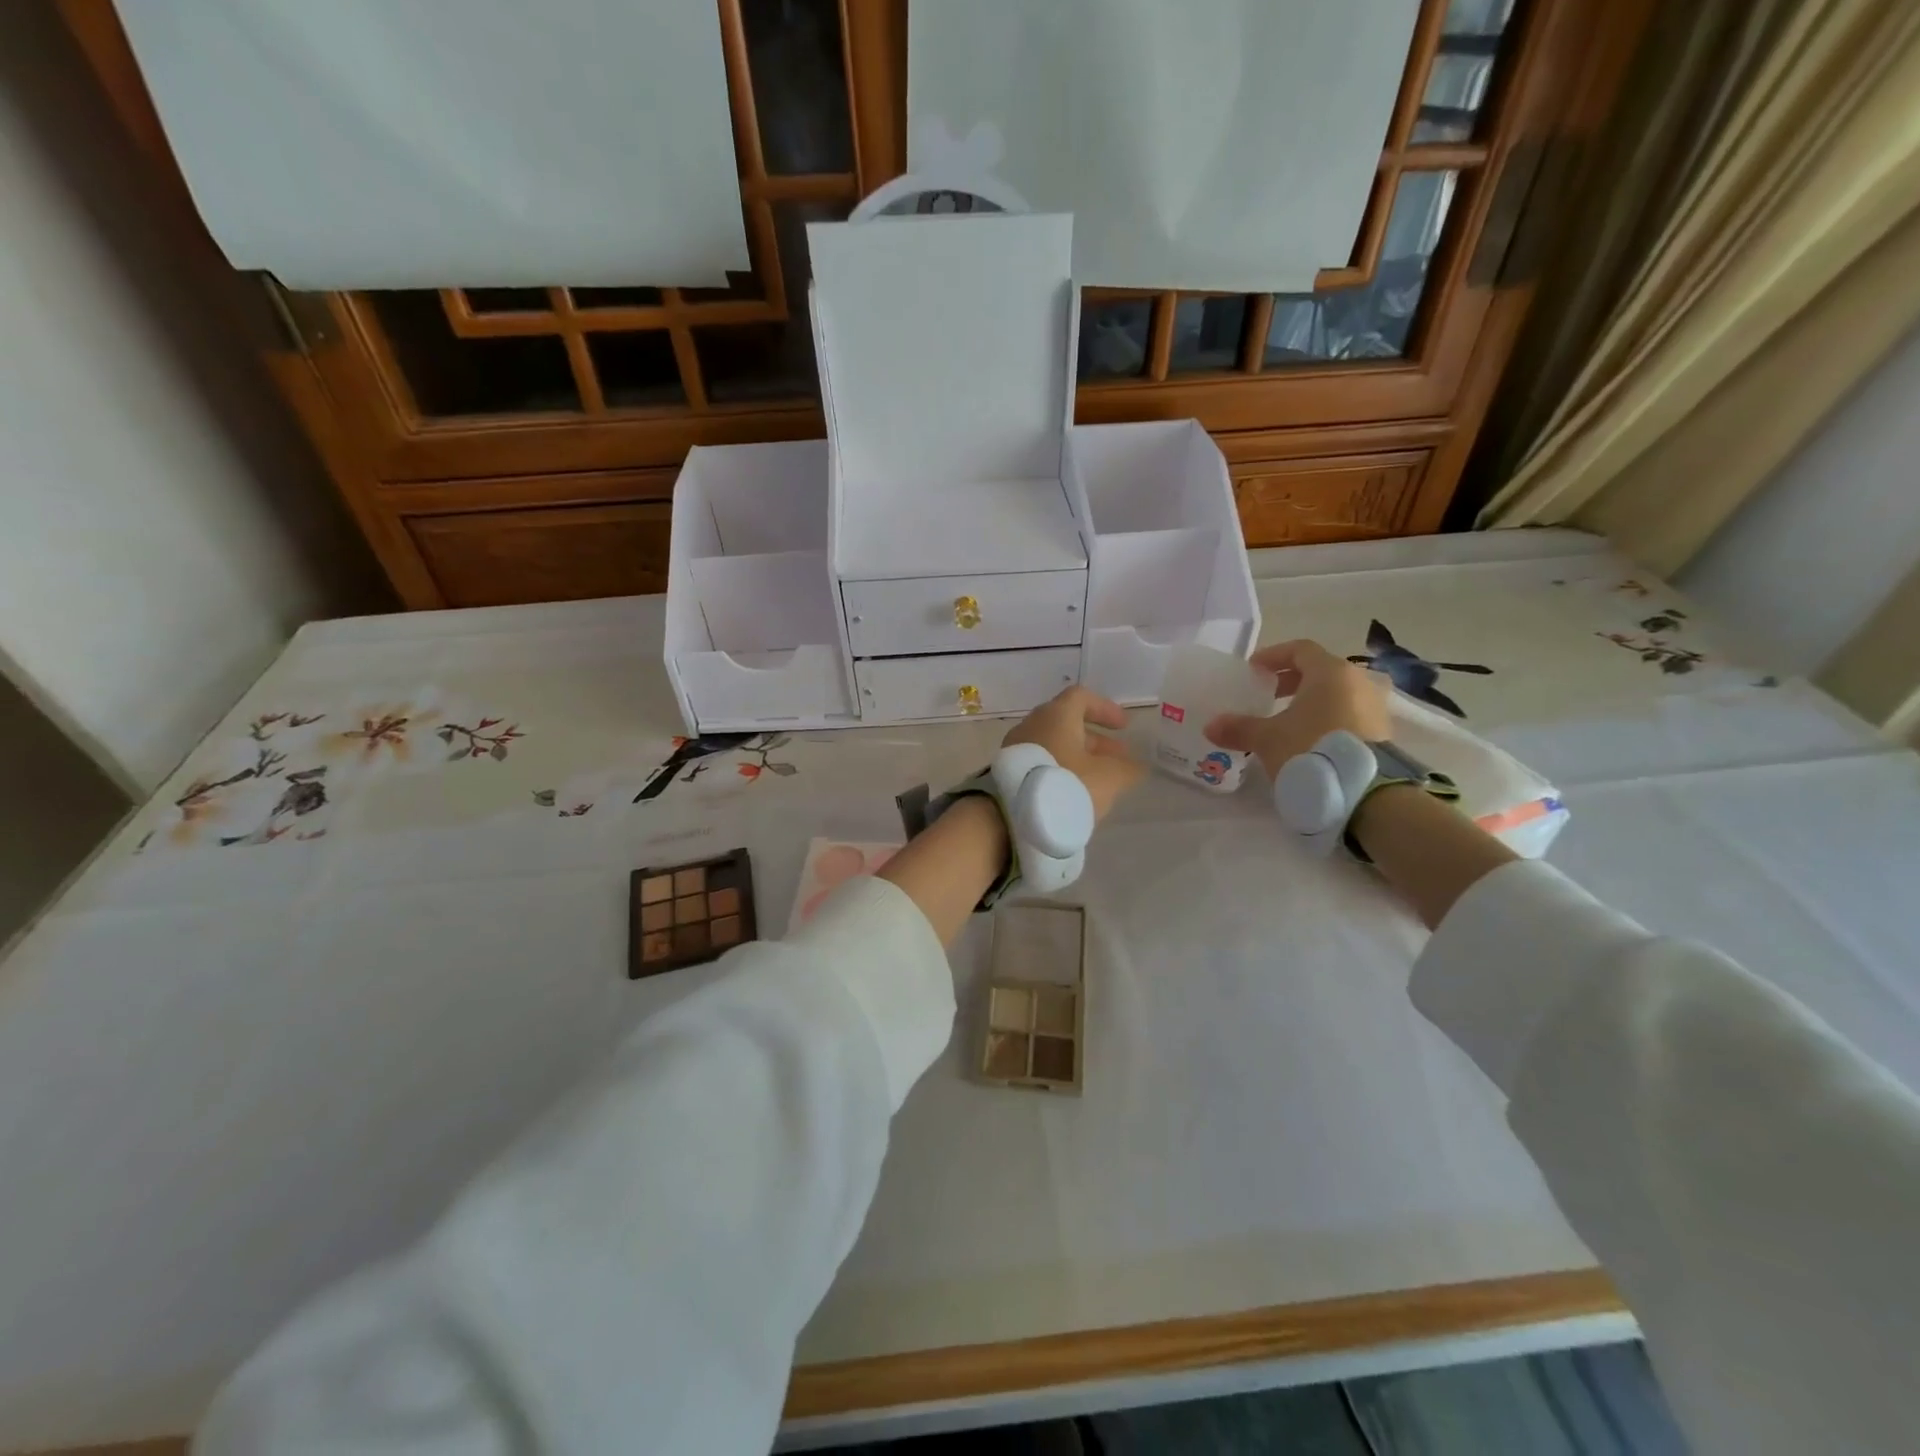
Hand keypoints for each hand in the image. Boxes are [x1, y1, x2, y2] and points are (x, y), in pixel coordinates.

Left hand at [1003, 686, 1145, 821]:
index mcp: (1056, 716)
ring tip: (1099, 780)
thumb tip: (1136, 767)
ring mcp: (1016, 748)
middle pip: (1067, 723)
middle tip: (1118, 759)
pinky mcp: (1008, 772)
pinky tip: (1072, 792)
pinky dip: (1060, 770)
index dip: (1105, 709)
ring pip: (1054, 745)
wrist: (1013, 817)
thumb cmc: (1066, 785)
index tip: (1124, 726)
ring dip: (1079, 757)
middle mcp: (1032, 725)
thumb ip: (1127, 769)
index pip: (1081, 697)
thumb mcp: (1108, 778)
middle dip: (1096, 740)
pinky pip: (1040, 762)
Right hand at [1204, 639, 1389, 776]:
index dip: (1273, 656)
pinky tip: (1308, 741)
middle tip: (1267, 695)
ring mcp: (1373, 707)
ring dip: (1309, 702)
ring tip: (1286, 721)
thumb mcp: (1268, 739)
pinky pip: (1348, 714)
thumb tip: (1211, 726)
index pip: (1299, 650)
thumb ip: (1240, 728)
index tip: (1253, 670)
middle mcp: (1357, 682)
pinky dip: (1326, 719)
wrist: (1365, 792)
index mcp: (1329, 672)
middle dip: (1290, 681)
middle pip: (1319, 671)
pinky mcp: (1381, 733)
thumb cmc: (1311, 749)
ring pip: (1335, 694)